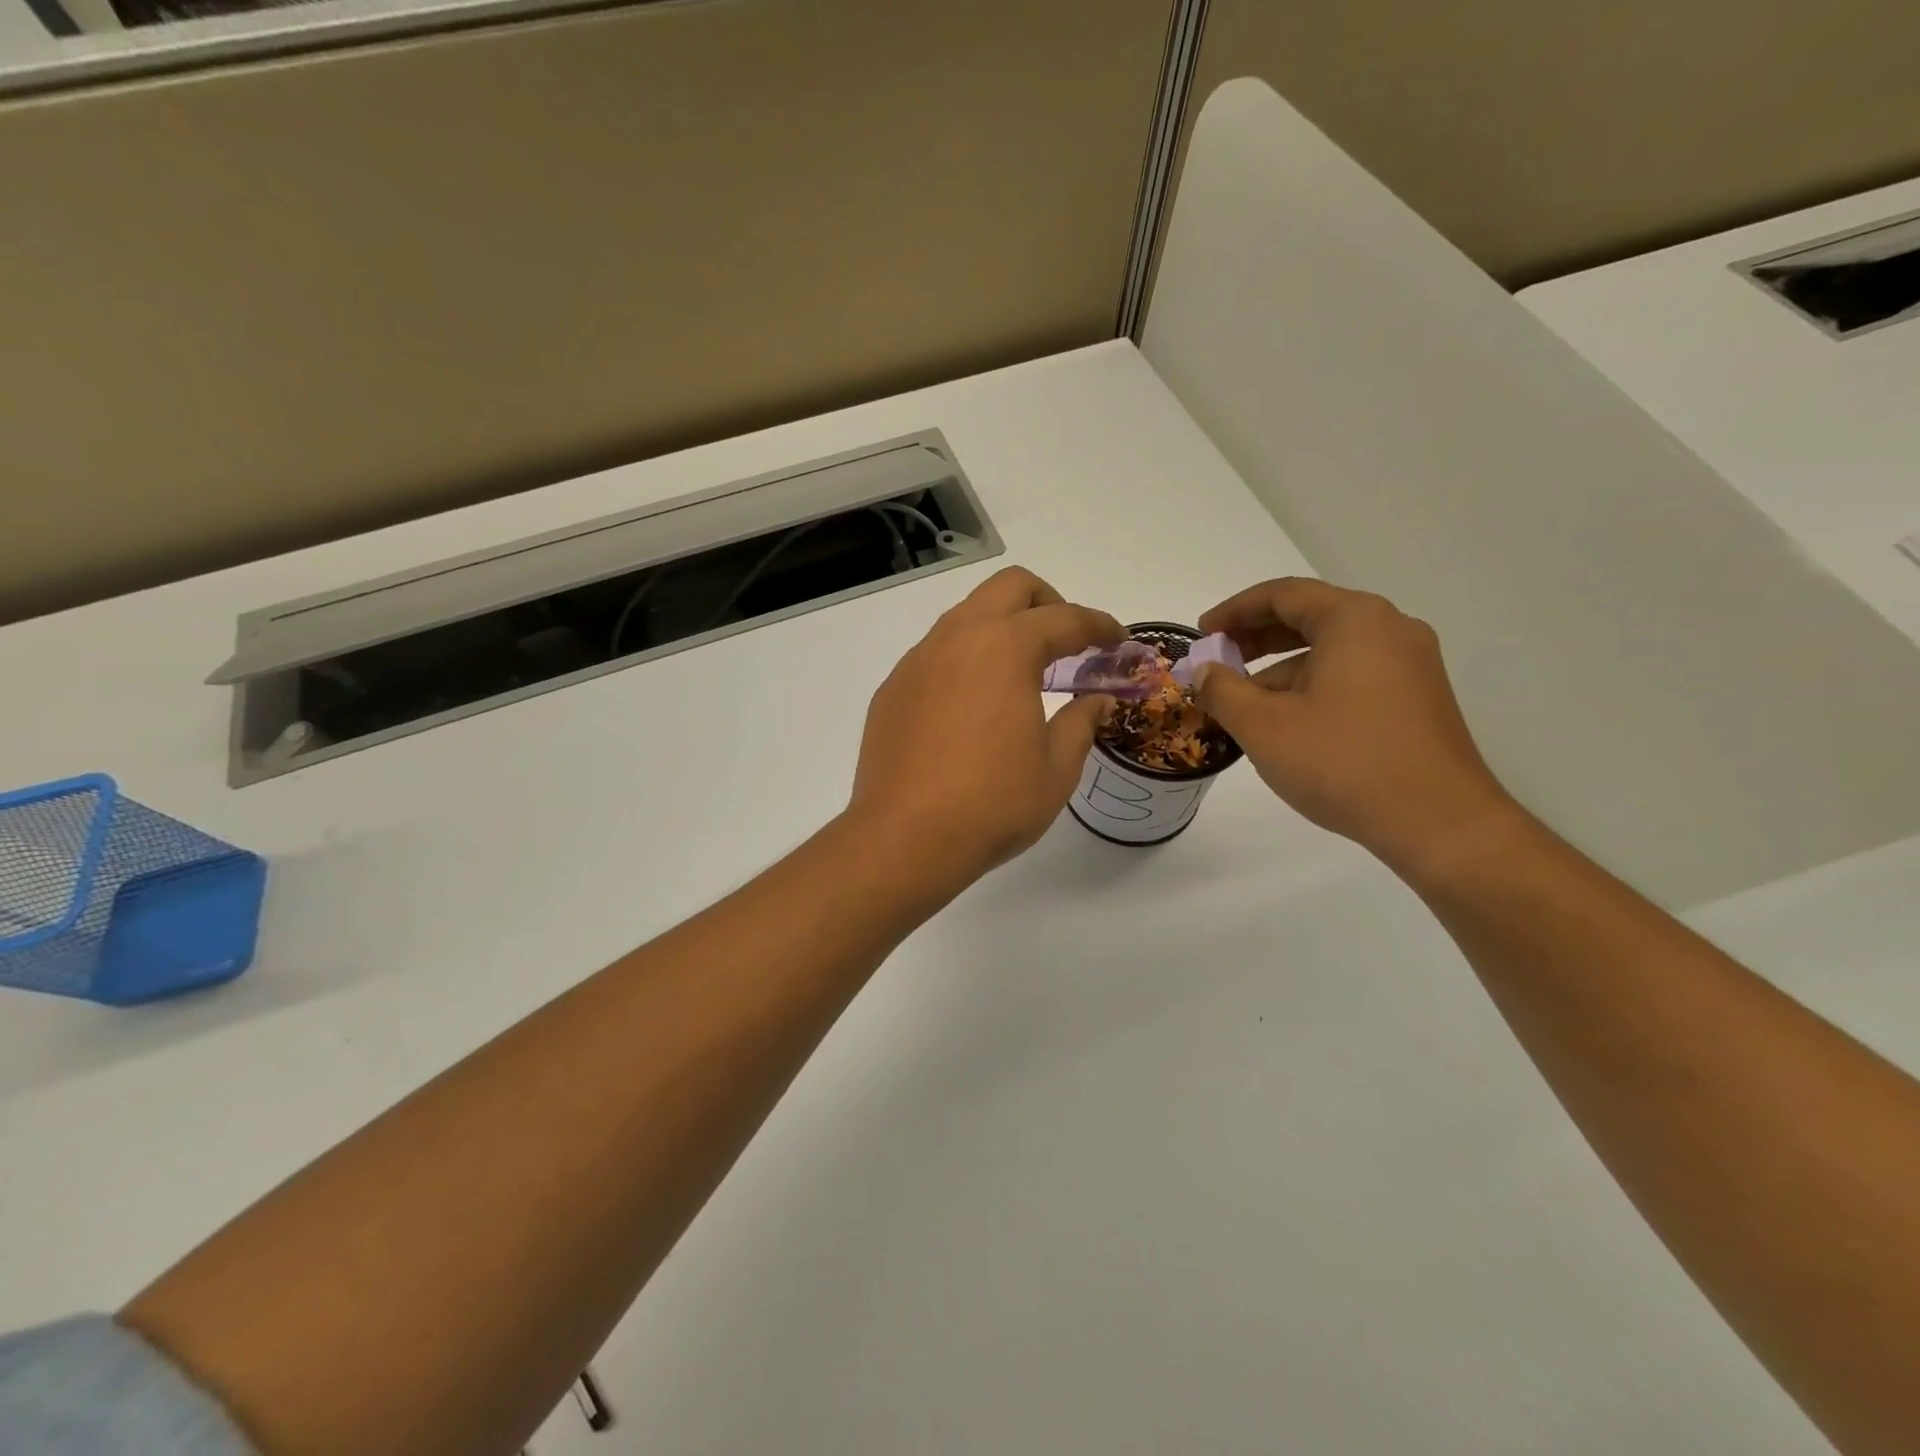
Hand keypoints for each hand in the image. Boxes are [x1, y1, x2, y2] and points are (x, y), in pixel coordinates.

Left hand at [849, 567, 1122, 884]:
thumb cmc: (992, 803)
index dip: (1100, 626)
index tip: (1119, 642)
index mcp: (1005, 648)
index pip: (1065, 618)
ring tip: (1020, 675)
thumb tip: (1098, 701)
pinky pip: (936, 653)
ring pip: (966, 615)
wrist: (904, 838)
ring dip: (1002, 628)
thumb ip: (1081, 723)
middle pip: (1009, 587)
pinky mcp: (893, 689)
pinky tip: (972, 706)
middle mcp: (958, 639)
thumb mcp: (1056, 769)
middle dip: (1048, 603)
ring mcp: (918, 661)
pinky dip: (966, 660)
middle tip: (1067, 645)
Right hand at [1195, 578, 1516, 872]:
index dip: (1234, 611)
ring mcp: (1411, 664)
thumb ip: (1223, 690)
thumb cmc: (1342, 762)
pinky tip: (1288, 720)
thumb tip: (1204, 671)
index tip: (1202, 634)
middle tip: (1219, 661)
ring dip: (1282, 667)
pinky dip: (1313, 684)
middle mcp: (1389, 629)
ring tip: (1243, 701)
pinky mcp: (1418, 697)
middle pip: (1310, 616)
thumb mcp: (1264, 726)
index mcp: (1354, 620)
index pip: (1283, 595)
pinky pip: (1353, 673)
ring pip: (1332, 649)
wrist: (1438, 822)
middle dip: (1257, 637)